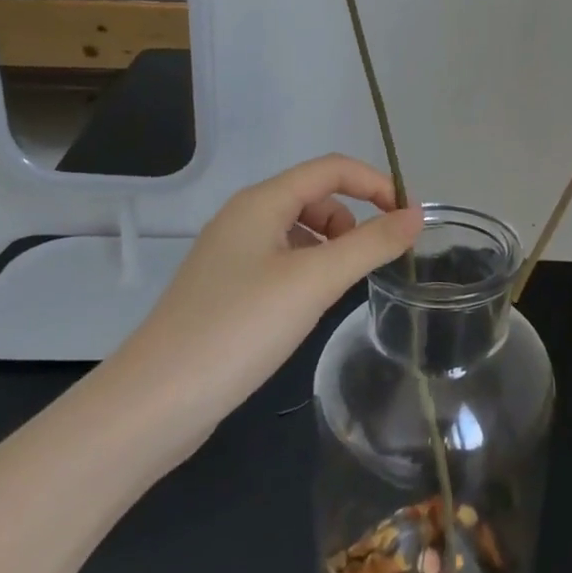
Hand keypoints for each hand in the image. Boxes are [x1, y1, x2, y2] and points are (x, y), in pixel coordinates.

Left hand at [98, 154, 422, 462]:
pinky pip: (280, 261)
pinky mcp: (225, 289)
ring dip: (330, 247)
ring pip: (298, 231)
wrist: (154, 403)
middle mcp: (243, 218)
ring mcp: (230, 255)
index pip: (331, 168)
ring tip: (339, 288)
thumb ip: (371, 244)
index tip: (407, 218)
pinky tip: (308, 307)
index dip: (374, 183)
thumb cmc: (239, 328)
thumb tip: (417, 215)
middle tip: (371, 262)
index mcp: (261, 202)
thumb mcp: (315, 282)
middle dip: (352, 219)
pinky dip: (307, 271)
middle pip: (314, 196)